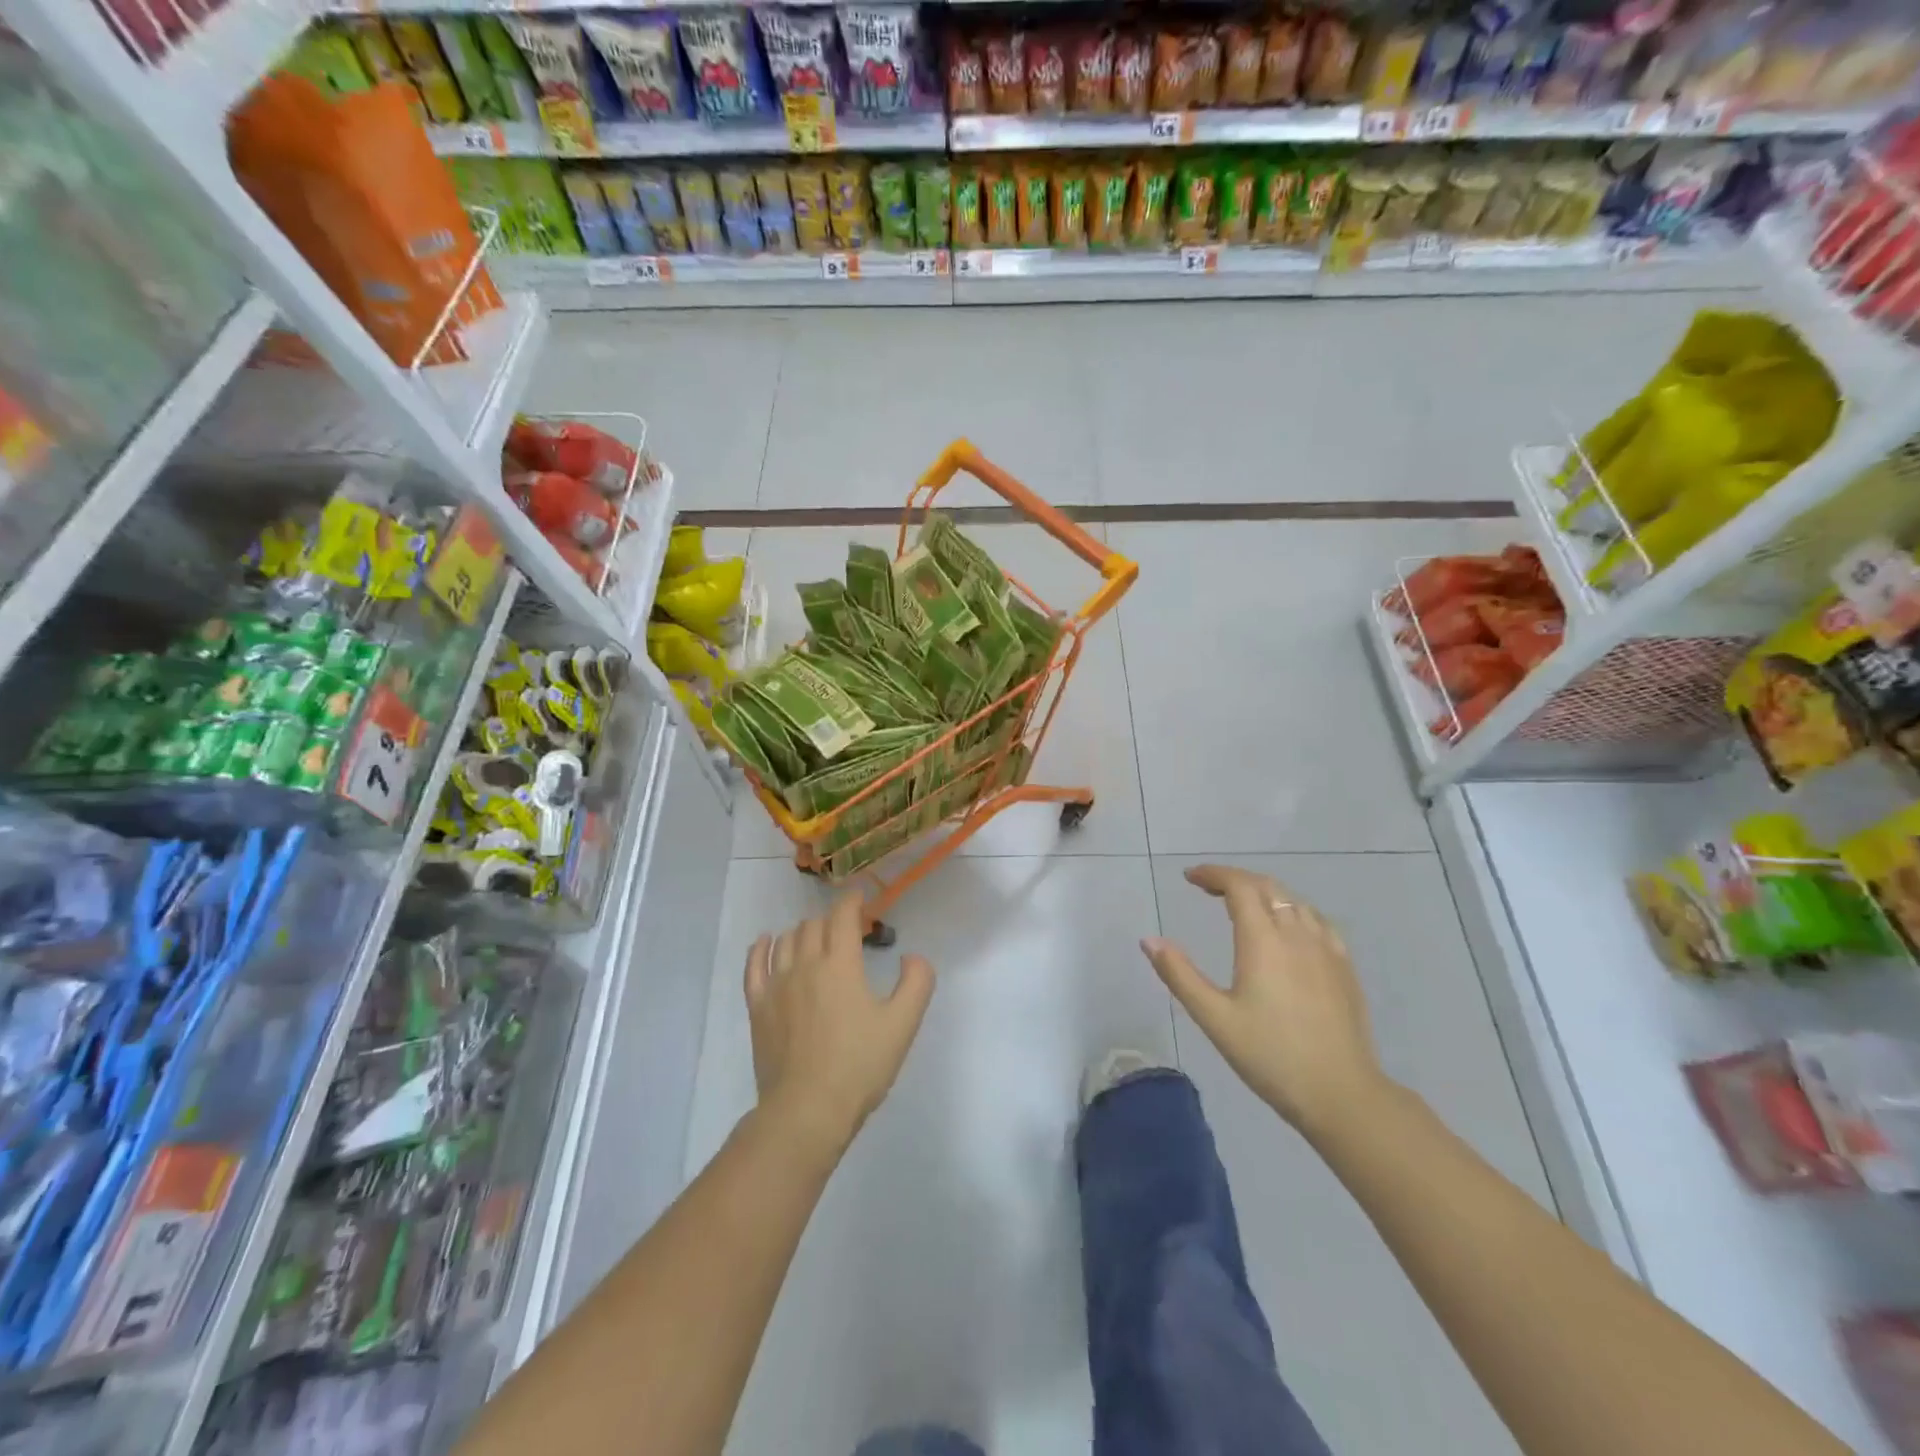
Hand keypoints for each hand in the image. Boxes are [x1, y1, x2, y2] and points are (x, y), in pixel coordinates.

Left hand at [745, 893, 934, 1151]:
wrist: (806, 1111)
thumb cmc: (859, 1066)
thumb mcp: (903, 1025)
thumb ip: (916, 982)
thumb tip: (912, 956)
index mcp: (840, 964)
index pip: (842, 917)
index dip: (852, 901)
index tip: (860, 898)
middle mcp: (805, 964)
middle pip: (814, 925)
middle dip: (832, 920)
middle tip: (847, 930)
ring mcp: (777, 985)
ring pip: (786, 941)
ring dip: (803, 931)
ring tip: (815, 937)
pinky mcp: (758, 1007)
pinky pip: (754, 966)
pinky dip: (760, 948)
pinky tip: (765, 941)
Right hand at [1142, 865, 1388, 1141]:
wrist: (1341, 1094)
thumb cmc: (1270, 1056)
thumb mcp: (1214, 1018)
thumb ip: (1179, 975)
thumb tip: (1149, 940)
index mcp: (1263, 941)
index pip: (1239, 886)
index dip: (1214, 874)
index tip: (1190, 878)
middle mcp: (1297, 934)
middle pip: (1267, 887)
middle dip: (1235, 879)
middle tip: (1208, 888)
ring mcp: (1326, 949)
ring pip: (1294, 901)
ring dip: (1264, 893)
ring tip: (1243, 906)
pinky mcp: (1344, 967)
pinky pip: (1317, 921)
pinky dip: (1293, 911)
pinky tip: (1288, 930)